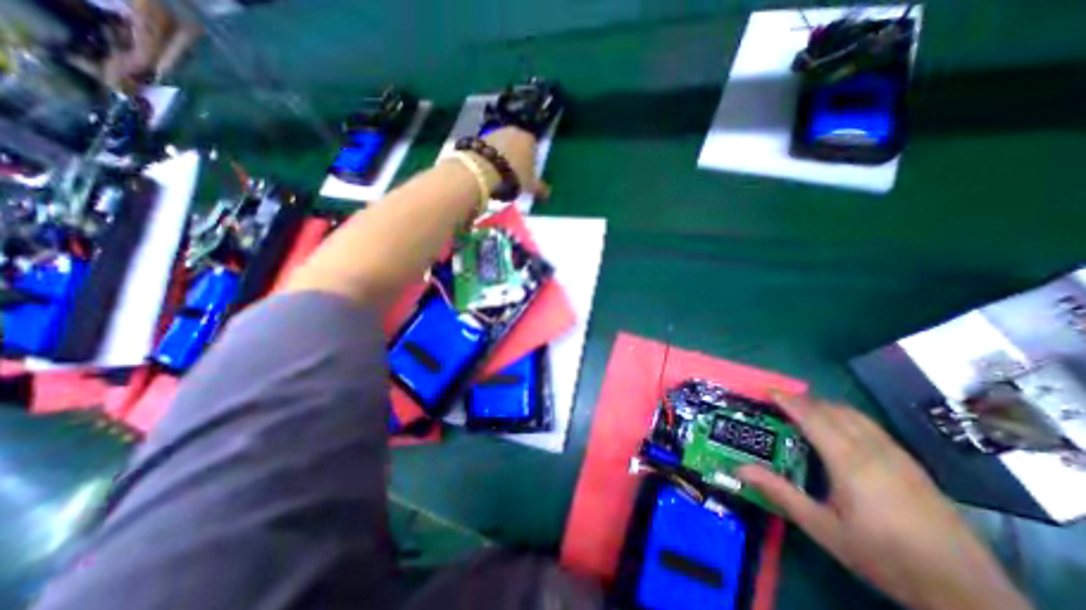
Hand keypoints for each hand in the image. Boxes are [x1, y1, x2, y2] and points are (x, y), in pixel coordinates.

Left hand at [483, 127, 553, 197]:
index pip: (534, 148)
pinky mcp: (480, 136)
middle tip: (513, 175)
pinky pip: (489, 148)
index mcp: (530, 139)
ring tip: (499, 174)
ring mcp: (496, 131)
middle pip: (517, 145)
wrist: (485, 169)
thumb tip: (548, 194)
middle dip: (516, 157)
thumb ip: (540, 188)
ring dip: (502, 156)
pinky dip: (490, 157)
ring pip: (503, 145)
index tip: (527, 174)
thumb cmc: (514, 175)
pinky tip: (488, 169)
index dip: (532, 162)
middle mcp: (514, 130)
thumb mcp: (530, 185)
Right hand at [733, 394, 1028, 606]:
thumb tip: (740, 469)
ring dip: (826, 406)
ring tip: (805, 410)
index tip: (768, 391)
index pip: (813, 418)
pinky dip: (847, 416)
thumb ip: (780, 493)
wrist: (969, 594)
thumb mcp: (824, 528)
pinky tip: (842, 430)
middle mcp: (874, 451)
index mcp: (850, 462)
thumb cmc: (884, 556)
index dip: (789, 401)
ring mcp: (898, 456)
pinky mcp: (913, 466)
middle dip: (805, 401)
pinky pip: (872, 427)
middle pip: (834, 411)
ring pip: (856, 416)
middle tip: (780, 402)